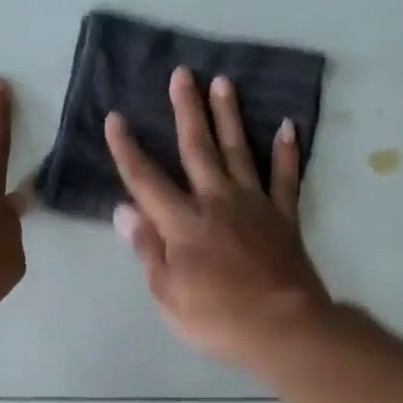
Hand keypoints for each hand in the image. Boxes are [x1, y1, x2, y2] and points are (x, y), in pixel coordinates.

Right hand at [105, 66, 332, 370]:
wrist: (284, 329)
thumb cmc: (218, 318)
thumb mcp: (168, 295)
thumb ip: (148, 249)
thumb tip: (125, 210)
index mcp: (183, 223)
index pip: (147, 179)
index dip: (127, 149)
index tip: (115, 117)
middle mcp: (217, 201)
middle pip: (198, 148)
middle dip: (187, 109)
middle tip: (182, 74)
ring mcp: (254, 204)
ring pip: (239, 151)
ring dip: (229, 116)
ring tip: (223, 82)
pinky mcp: (284, 215)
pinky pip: (286, 177)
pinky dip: (286, 151)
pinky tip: (288, 126)